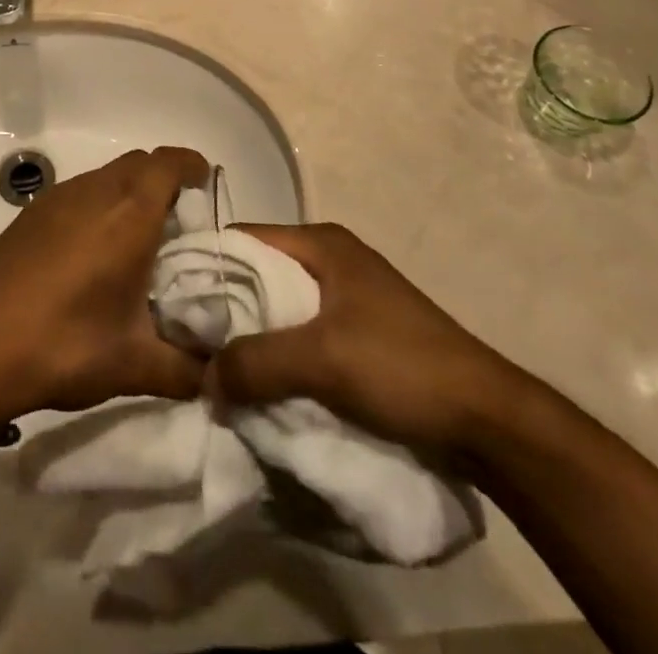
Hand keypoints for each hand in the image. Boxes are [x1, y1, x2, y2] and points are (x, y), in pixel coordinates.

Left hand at [0, 148, 210, 424]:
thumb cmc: (62, 345)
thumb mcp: (133, 366)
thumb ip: (187, 370)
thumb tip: (217, 378)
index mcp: (128, 214)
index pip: (168, 163)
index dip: (192, 166)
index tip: (208, 186)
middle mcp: (94, 192)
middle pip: (140, 163)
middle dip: (166, 180)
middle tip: (180, 224)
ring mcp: (57, 198)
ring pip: (107, 175)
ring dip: (130, 192)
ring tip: (138, 242)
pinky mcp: (31, 214)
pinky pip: (80, 191)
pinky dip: (100, 204)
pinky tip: (93, 254)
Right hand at [208, 223, 534, 456]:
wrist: (489, 420)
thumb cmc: (402, 366)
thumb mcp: (322, 360)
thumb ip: (257, 363)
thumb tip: (203, 379)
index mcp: (321, 243)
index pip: (244, 238)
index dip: (206, 264)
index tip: (169, 297)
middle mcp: (330, 259)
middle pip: (259, 273)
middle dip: (225, 307)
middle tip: (188, 340)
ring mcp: (346, 295)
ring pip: (279, 307)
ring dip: (252, 336)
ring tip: (215, 366)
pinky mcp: (358, 332)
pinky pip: (301, 333)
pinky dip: (278, 353)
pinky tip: (259, 381)